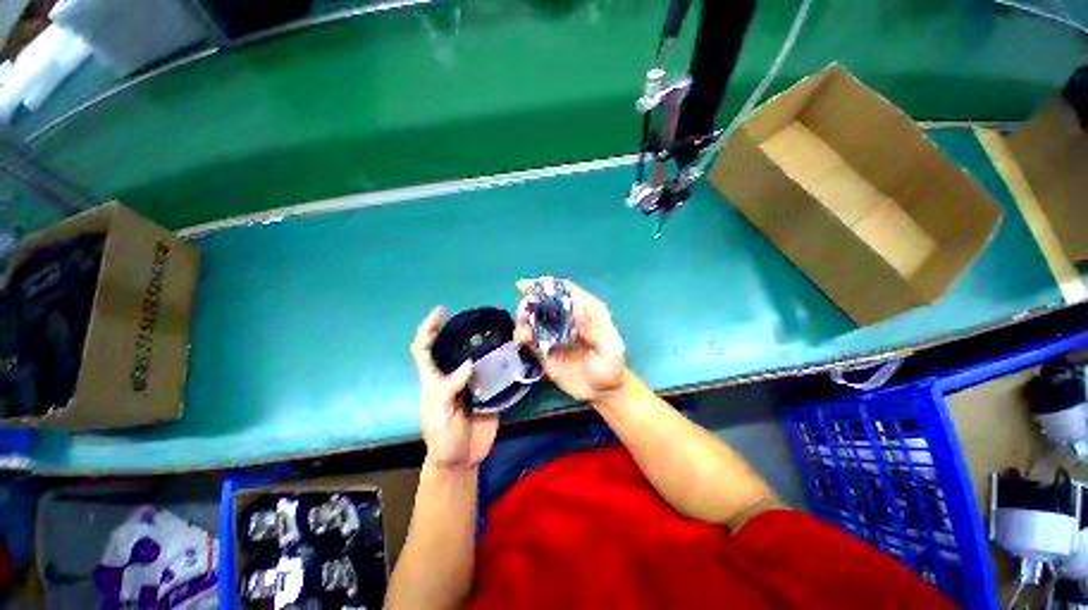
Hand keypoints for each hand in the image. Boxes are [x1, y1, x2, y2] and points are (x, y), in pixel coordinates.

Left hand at [411, 306, 498, 468]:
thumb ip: (449, 388)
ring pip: (477, 360)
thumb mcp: (439, 413)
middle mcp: (451, 379)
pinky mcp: (489, 397)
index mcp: (433, 381)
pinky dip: (503, 366)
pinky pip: (495, 378)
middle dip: (461, 331)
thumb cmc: (442, 437)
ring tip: (501, 333)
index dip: (427, 329)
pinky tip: (513, 356)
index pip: (423, 349)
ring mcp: (471, 387)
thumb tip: (470, 363)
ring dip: (486, 347)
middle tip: (481, 319)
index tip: (441, 311)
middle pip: (452, 349)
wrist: (462, 461)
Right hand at [515, 278, 626, 402]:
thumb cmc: (611, 366)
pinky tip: (521, 339)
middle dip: (531, 301)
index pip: (566, 292)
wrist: (602, 391)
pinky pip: (529, 340)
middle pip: (545, 302)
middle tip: (525, 308)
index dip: (550, 286)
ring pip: (533, 319)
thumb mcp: (609, 348)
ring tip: (522, 326)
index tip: (534, 285)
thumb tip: (576, 307)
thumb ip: (593, 330)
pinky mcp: (544, 351)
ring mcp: (553, 335)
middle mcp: (567, 319)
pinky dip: (521, 336)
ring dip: (523, 318)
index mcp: (586, 311)